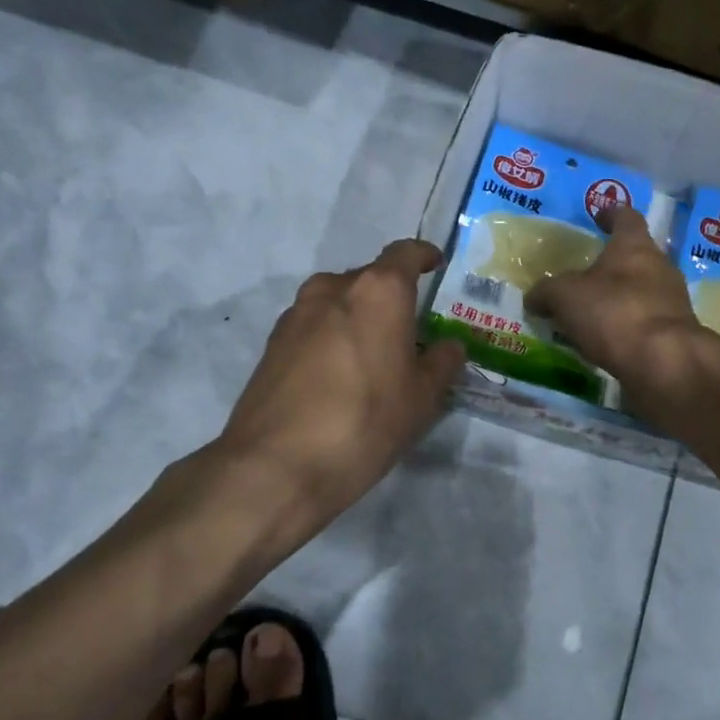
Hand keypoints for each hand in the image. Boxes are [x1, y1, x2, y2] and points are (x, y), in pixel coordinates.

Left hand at [216, 239, 466, 529]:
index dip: (424, 256)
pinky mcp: (271, 344)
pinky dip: (331, 338)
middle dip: (391, 298)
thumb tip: (448, 346)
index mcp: (378, 291)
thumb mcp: (422, 398)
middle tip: (408, 333)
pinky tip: (338, 377)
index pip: (405, 253)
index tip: (436, 265)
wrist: (277, 465)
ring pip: (337, 303)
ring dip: (357, 319)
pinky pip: (313, 327)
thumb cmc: (366, 422)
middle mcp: (332, 289)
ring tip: (372, 358)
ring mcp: (295, 314)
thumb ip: (442, 363)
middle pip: (369, 279)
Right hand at [524, 205, 705, 397]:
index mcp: (634, 246)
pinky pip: (645, 322)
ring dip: (619, 299)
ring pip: (642, 291)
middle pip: (636, 257)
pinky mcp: (675, 334)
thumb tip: (534, 298)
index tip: (598, 215)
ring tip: (592, 314)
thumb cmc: (614, 312)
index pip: (626, 217)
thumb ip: (547, 292)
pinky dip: (627, 327)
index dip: (611, 214)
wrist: (664, 362)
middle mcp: (660, 267)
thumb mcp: (565, 297)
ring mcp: (673, 301)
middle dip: (612, 265)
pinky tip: (607, 342)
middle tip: (585, 276)